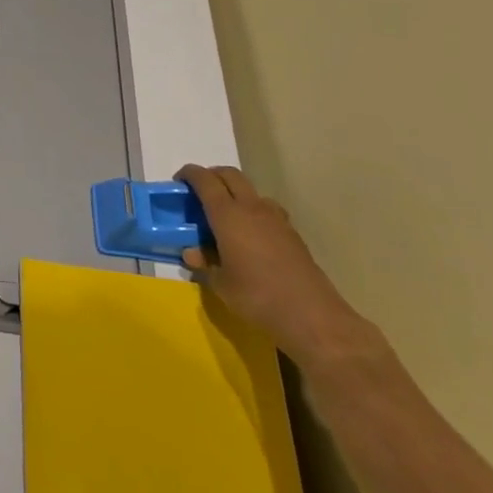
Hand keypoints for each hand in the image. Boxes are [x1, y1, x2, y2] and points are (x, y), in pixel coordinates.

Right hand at [176, 165, 381, 367]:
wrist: (313, 318)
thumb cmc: (258, 297)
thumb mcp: (220, 284)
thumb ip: (204, 263)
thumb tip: (193, 252)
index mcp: (228, 214)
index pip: (204, 180)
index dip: (189, 174)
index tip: (178, 182)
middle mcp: (252, 207)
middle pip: (230, 175)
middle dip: (212, 176)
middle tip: (199, 193)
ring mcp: (276, 219)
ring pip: (251, 191)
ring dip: (235, 193)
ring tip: (226, 217)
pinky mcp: (292, 234)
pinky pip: (267, 210)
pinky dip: (253, 212)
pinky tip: (251, 238)